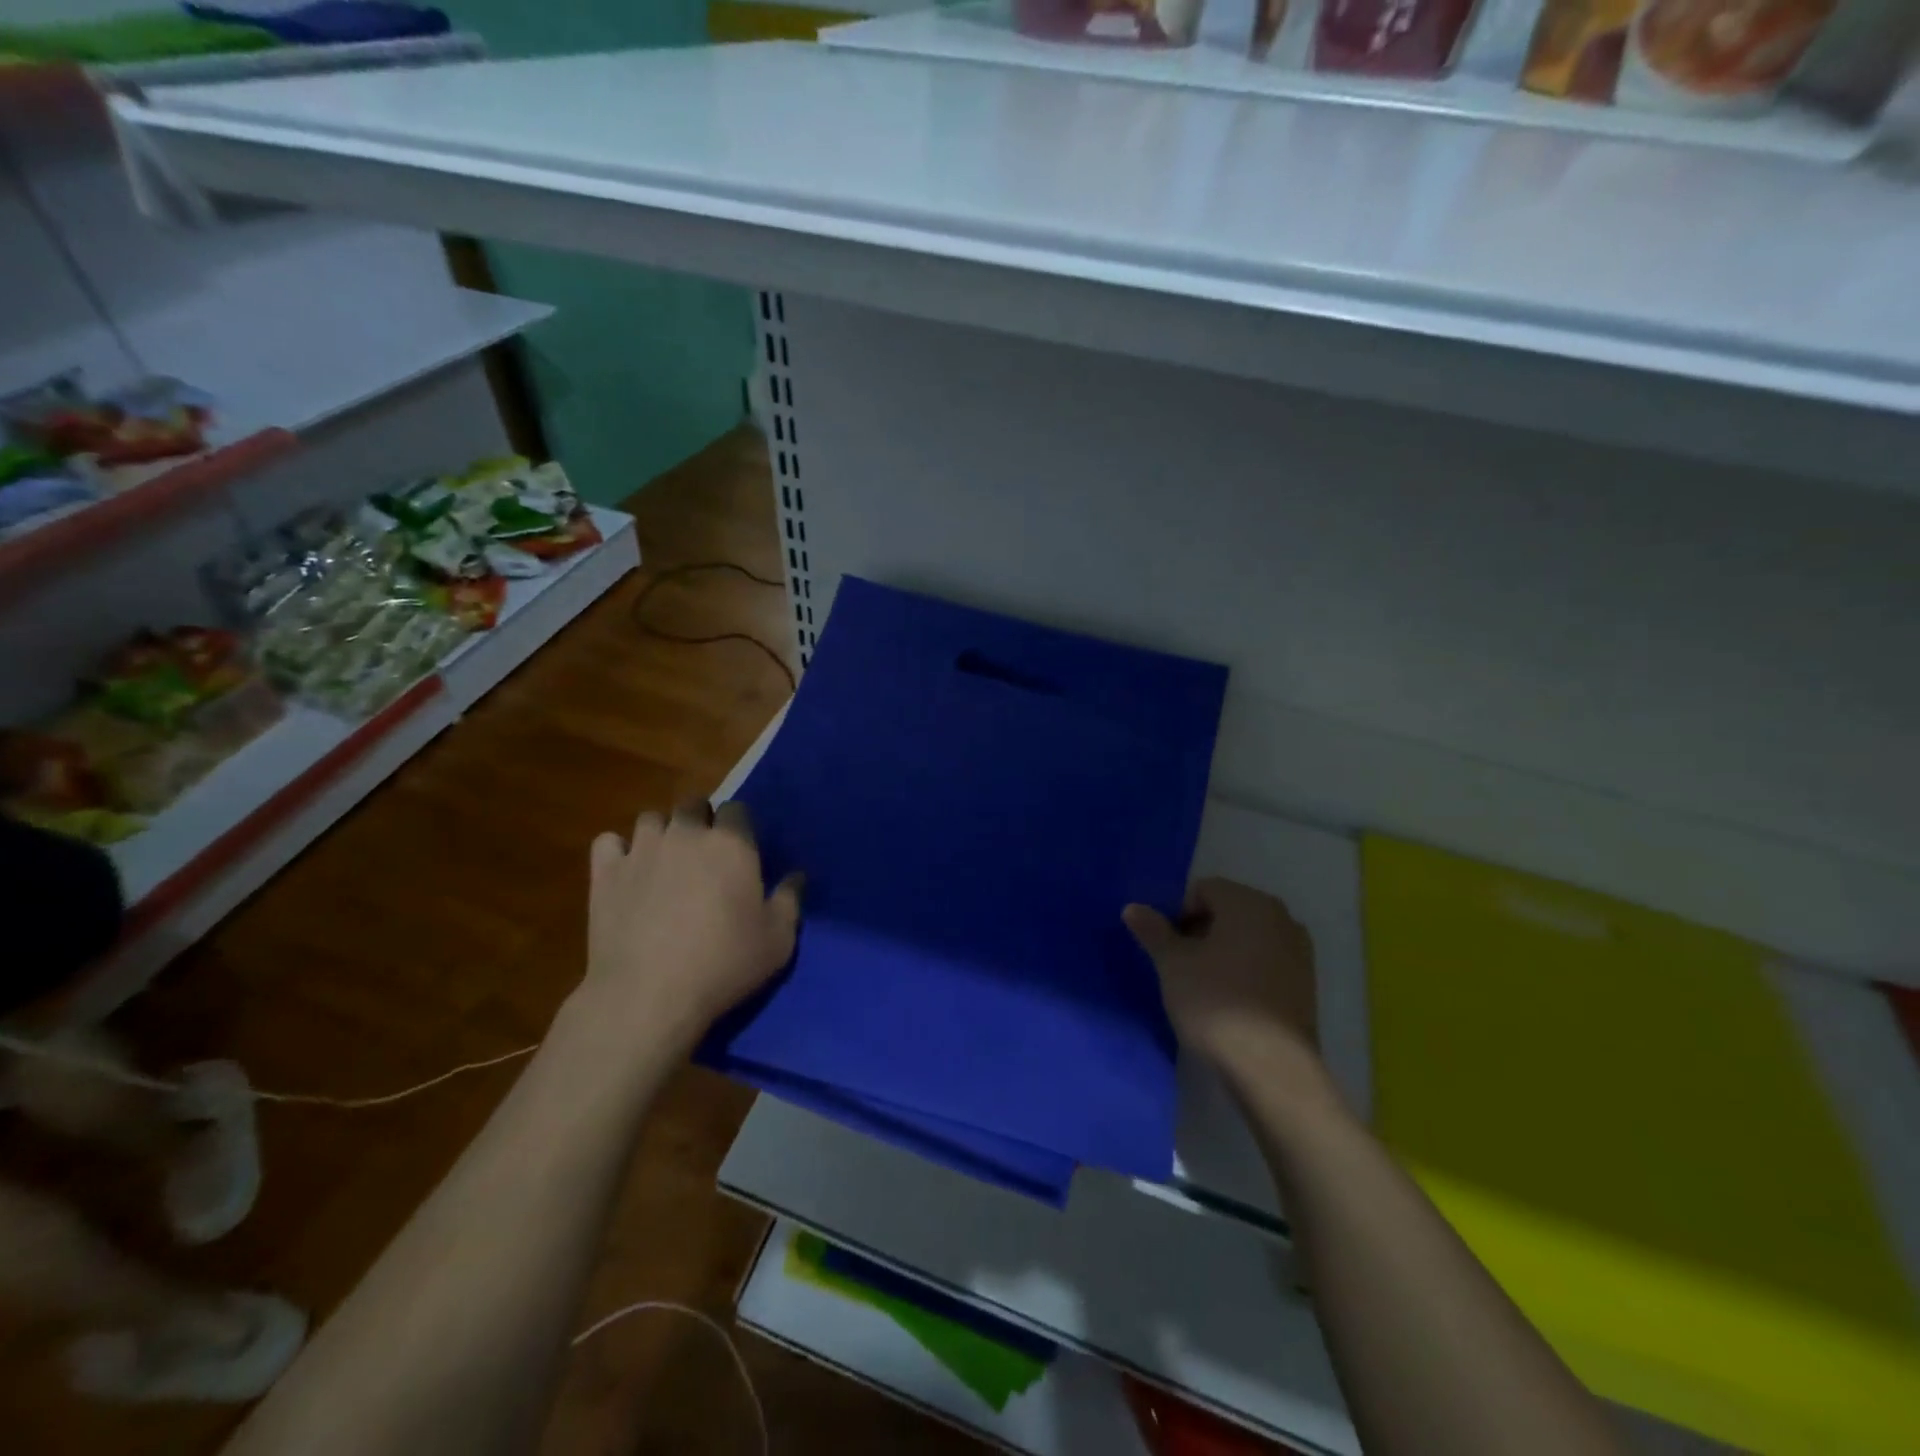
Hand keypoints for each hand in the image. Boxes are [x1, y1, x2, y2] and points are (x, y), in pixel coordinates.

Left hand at [583, 799, 801, 1049]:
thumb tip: (797, 876)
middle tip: (704, 855)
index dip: (739, 826)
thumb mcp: (777, 941)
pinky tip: (626, 872)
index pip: (736, 809)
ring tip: (665, 861)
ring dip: (661, 832)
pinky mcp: (605, 873)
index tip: (740, 851)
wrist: (649, 995)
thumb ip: (790, 901)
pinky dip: (618, 851)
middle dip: (700, 820)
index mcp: (731, 844)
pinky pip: (608, 842)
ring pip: (651, 818)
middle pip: (693, 804)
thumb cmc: (724, 964)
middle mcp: (686, 834)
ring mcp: (642, 850)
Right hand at [1124, 878, 1321, 1086]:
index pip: (1204, 889)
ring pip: (1249, 937)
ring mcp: (1299, 951)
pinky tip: (1231, 1001)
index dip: (1179, 913)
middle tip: (1181, 965)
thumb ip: (1153, 931)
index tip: (1168, 947)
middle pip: (1229, 910)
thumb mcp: (1172, 964)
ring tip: (1204, 985)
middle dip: (1202, 930)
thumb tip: (1132, 908)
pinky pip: (1267, 961)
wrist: (1272, 1067)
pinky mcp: (1306, 984)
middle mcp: (1281, 917)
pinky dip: (1247, 970)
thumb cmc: (1215, 1002)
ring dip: (1224, 951)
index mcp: (1249, 903)